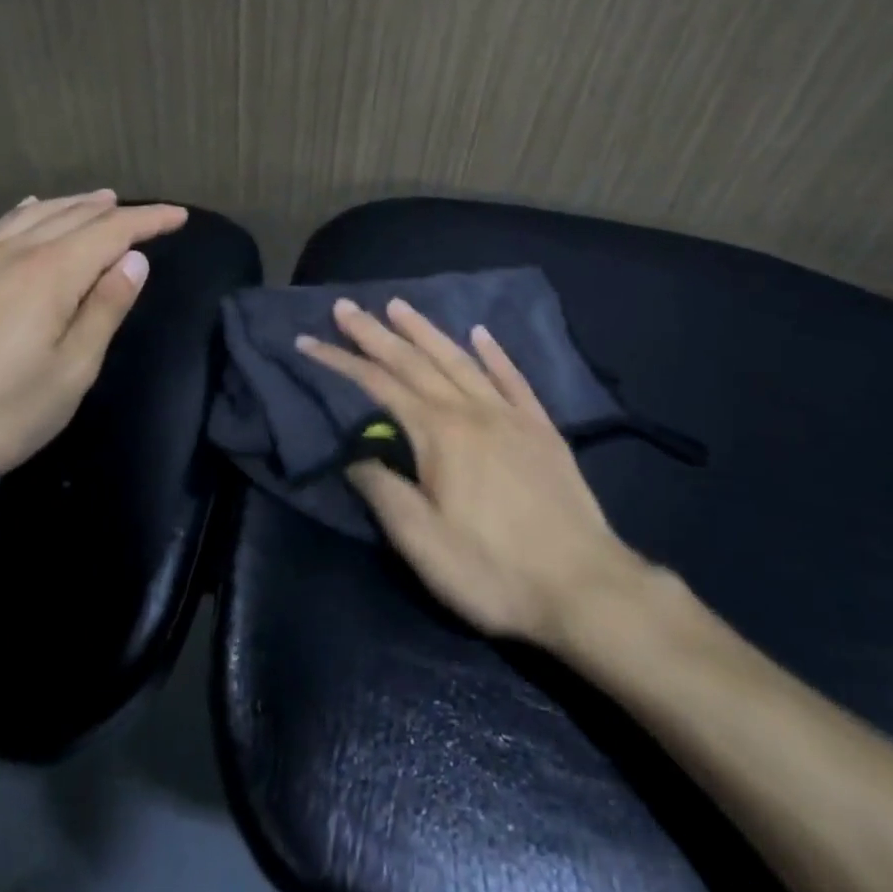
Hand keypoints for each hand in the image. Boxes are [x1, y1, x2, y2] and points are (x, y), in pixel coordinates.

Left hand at [0, 190, 186, 511]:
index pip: (112, 231)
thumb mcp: (71, 372)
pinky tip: (28, 211)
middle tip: (146, 213)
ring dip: (73, 205)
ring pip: (34, 215)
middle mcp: (14, 253)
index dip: (149, 220)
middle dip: (115, 211)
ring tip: (98, 200)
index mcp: (50, 273)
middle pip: (74, 216)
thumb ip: (105, 309)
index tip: (179, 216)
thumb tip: (134, 261)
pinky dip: (27, 212)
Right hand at [297, 297, 648, 648]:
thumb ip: (384, 491)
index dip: (340, 362)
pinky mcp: (541, 427)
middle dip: (375, 334)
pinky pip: (513, 378)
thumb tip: (354, 453)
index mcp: (438, 434)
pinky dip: (494, 352)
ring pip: (460, 359)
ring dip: (426, 331)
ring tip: (399, 306)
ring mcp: (510, 414)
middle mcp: (471, 410)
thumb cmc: (493, 570)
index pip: (377, 385)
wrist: (584, 586)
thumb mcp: (423, 544)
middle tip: (346, 308)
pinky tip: (481, 333)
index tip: (308, 340)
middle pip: (415, 361)